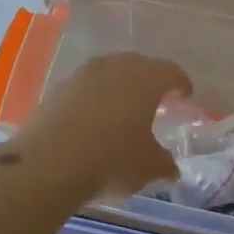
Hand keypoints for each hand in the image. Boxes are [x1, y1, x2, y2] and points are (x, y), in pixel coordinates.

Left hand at [0, 53, 188, 201]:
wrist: (48, 163)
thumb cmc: (111, 160)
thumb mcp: (148, 167)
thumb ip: (164, 164)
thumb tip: (171, 168)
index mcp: (146, 79)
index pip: (171, 72)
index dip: (181, 83)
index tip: (185, 94)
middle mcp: (116, 67)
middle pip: (140, 65)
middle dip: (150, 79)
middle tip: (156, 97)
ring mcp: (84, 74)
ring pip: (110, 71)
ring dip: (120, 85)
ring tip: (123, 106)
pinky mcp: (59, 88)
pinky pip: (86, 86)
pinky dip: (95, 97)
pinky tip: (94, 117)